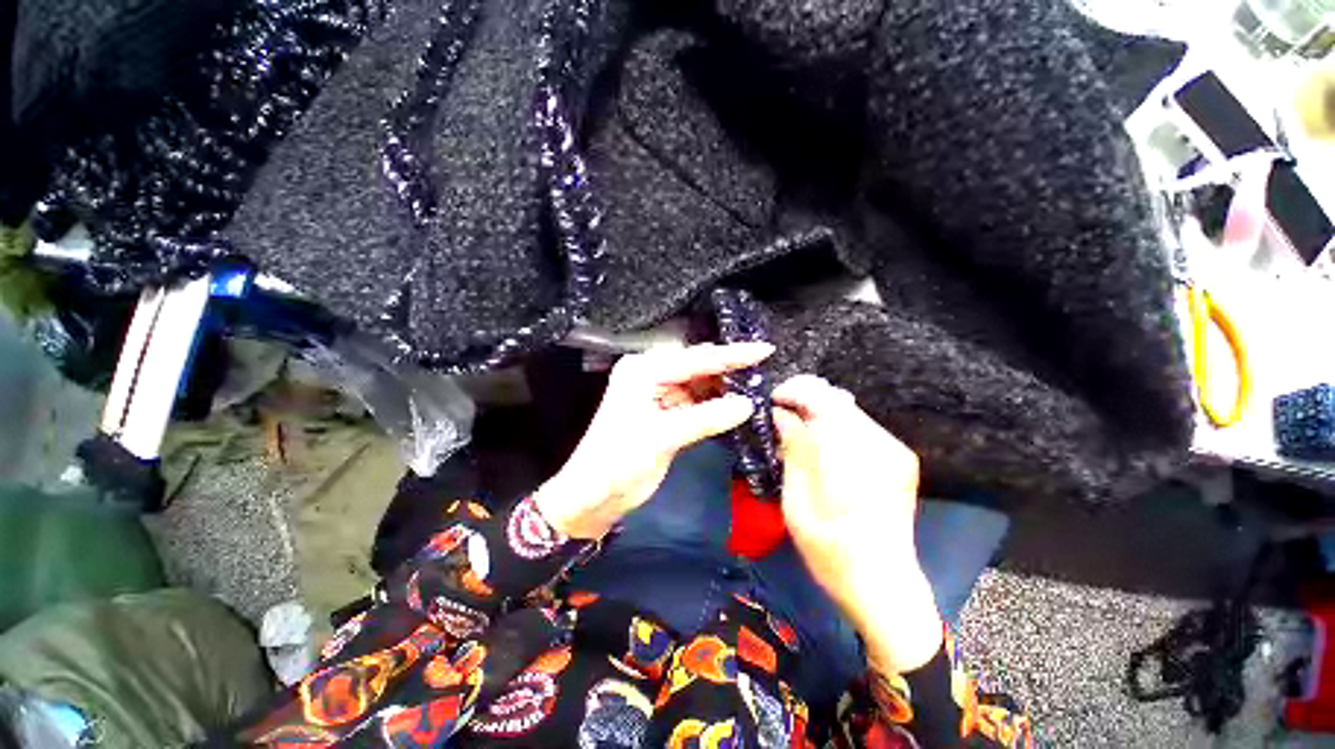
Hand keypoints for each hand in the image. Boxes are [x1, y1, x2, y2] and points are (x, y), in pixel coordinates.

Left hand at [534, 342, 772, 539]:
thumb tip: (747, 404)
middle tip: (765, 365)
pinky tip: (736, 403)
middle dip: (729, 366)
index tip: (764, 349)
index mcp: (643, 371)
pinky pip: (696, 402)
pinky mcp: (665, 413)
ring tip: (757, 383)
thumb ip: (706, 418)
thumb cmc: (618, 461)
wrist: (594, 495)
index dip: (731, 355)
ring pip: (699, 383)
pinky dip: (715, 404)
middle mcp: (651, 375)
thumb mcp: (662, 437)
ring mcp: (658, 394)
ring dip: (724, 385)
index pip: (695, 359)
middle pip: (697, 366)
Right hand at [773, 375, 942, 672]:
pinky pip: (860, 424)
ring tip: (797, 427)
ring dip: (819, 410)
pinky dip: (835, 424)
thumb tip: (781, 414)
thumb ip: (793, 452)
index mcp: (852, 461)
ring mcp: (895, 451)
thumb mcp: (797, 505)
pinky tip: (822, 443)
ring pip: (849, 409)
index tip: (773, 400)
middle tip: (780, 412)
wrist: (886, 586)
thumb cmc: (831, 554)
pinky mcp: (900, 458)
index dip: (795, 391)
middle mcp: (880, 447)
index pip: (824, 400)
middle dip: (805, 398)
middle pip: (838, 399)